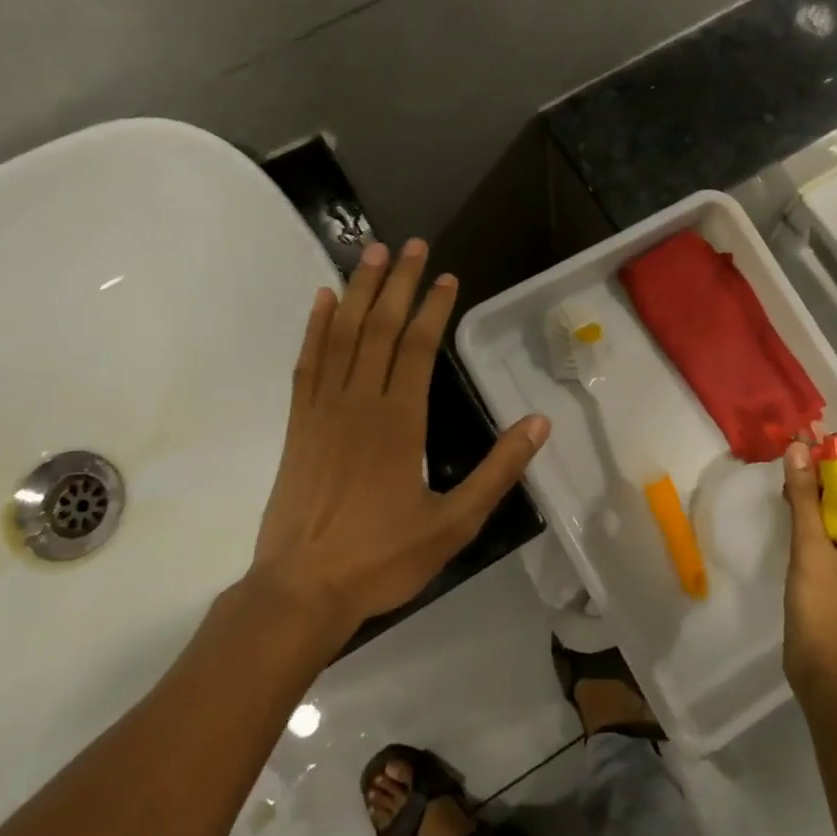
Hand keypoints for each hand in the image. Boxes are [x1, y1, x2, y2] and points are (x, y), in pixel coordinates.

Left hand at [247, 238, 549, 647]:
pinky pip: (307, 364)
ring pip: (341, 336)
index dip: (434, 309)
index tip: (447, 277)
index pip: (419, 349)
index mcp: (400, 423)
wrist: (301, 590)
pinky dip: (315, 328)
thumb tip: (538, 423)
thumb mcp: (455, 524)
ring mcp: (322, 411)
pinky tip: (322, 301)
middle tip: (410, 244)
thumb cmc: (382, 558)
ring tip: (371, 253)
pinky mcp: (297, 425)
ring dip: (358, 291)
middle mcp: (360, 403)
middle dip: (398, 283)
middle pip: (379, 329)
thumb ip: (498, 471)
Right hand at [781, 441, 836, 697]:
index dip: (829, 466)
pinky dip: (810, 523)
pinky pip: (827, 539)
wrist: (821, 675)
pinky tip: (790, 512)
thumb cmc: (822, 611)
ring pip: (835, 522)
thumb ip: (805, 499)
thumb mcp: (811, 549)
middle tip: (787, 458)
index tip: (801, 442)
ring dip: (812, 500)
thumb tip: (798, 448)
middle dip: (818, 481)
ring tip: (784, 480)